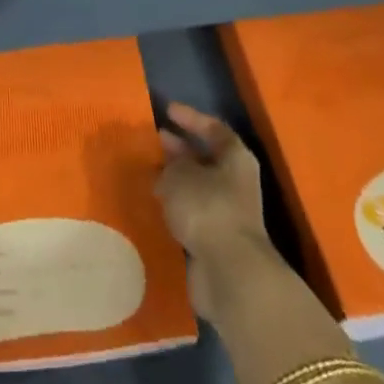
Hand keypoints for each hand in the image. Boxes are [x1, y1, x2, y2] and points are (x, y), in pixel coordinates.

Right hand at [155, 103, 272, 322]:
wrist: (229, 272)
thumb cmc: (208, 209)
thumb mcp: (180, 176)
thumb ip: (171, 166)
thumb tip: (168, 171)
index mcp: (234, 157)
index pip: (213, 128)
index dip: (190, 118)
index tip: (167, 111)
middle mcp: (235, 181)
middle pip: (205, 158)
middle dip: (179, 150)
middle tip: (154, 142)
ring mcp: (227, 213)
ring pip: (197, 188)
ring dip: (175, 181)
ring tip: (148, 174)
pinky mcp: (216, 240)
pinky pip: (192, 214)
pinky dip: (175, 208)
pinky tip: (155, 205)